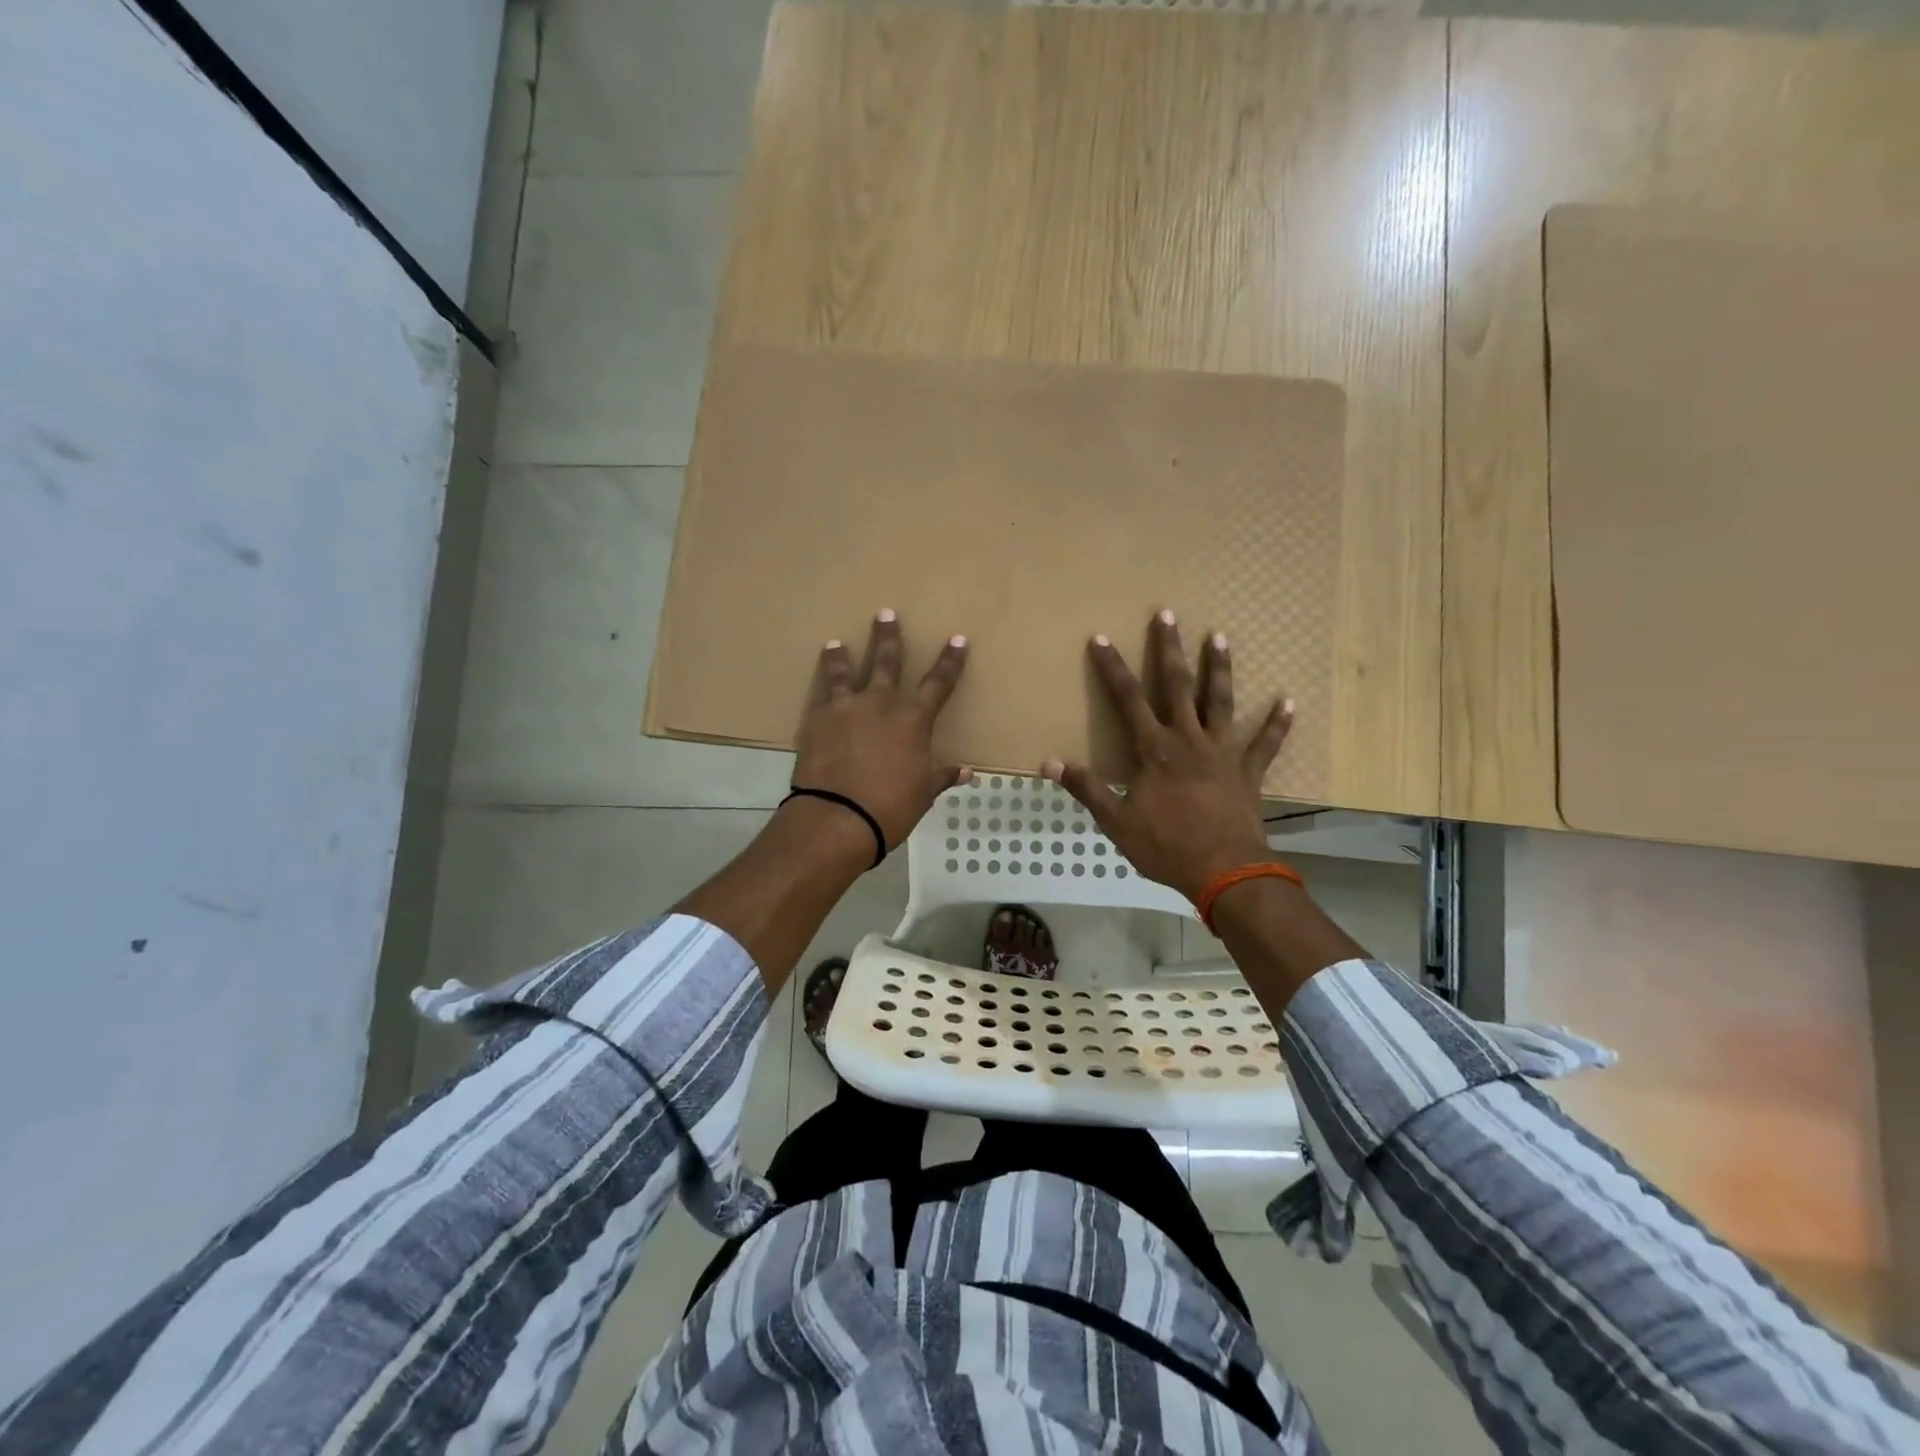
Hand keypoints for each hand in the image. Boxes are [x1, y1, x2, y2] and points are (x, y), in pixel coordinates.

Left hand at [791, 610, 970, 852]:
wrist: (838, 817)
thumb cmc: (890, 808)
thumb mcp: (923, 793)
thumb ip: (942, 776)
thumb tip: (967, 772)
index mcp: (913, 721)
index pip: (938, 684)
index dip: (950, 662)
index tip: (957, 639)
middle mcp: (881, 704)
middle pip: (887, 662)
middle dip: (889, 637)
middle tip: (886, 613)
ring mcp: (847, 707)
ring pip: (848, 670)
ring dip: (845, 654)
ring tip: (838, 642)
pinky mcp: (818, 717)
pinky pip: (822, 688)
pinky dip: (824, 674)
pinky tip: (823, 665)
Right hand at [1044, 610, 1291, 902]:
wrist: (1225, 873)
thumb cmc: (1166, 847)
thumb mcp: (1116, 822)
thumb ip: (1086, 788)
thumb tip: (1048, 763)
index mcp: (1155, 750)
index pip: (1128, 700)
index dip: (1112, 668)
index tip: (1101, 639)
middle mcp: (1189, 740)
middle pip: (1178, 686)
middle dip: (1169, 649)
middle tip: (1167, 614)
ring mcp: (1223, 753)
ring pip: (1221, 703)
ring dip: (1219, 670)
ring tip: (1220, 637)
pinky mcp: (1248, 772)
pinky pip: (1265, 743)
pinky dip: (1277, 724)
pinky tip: (1288, 701)